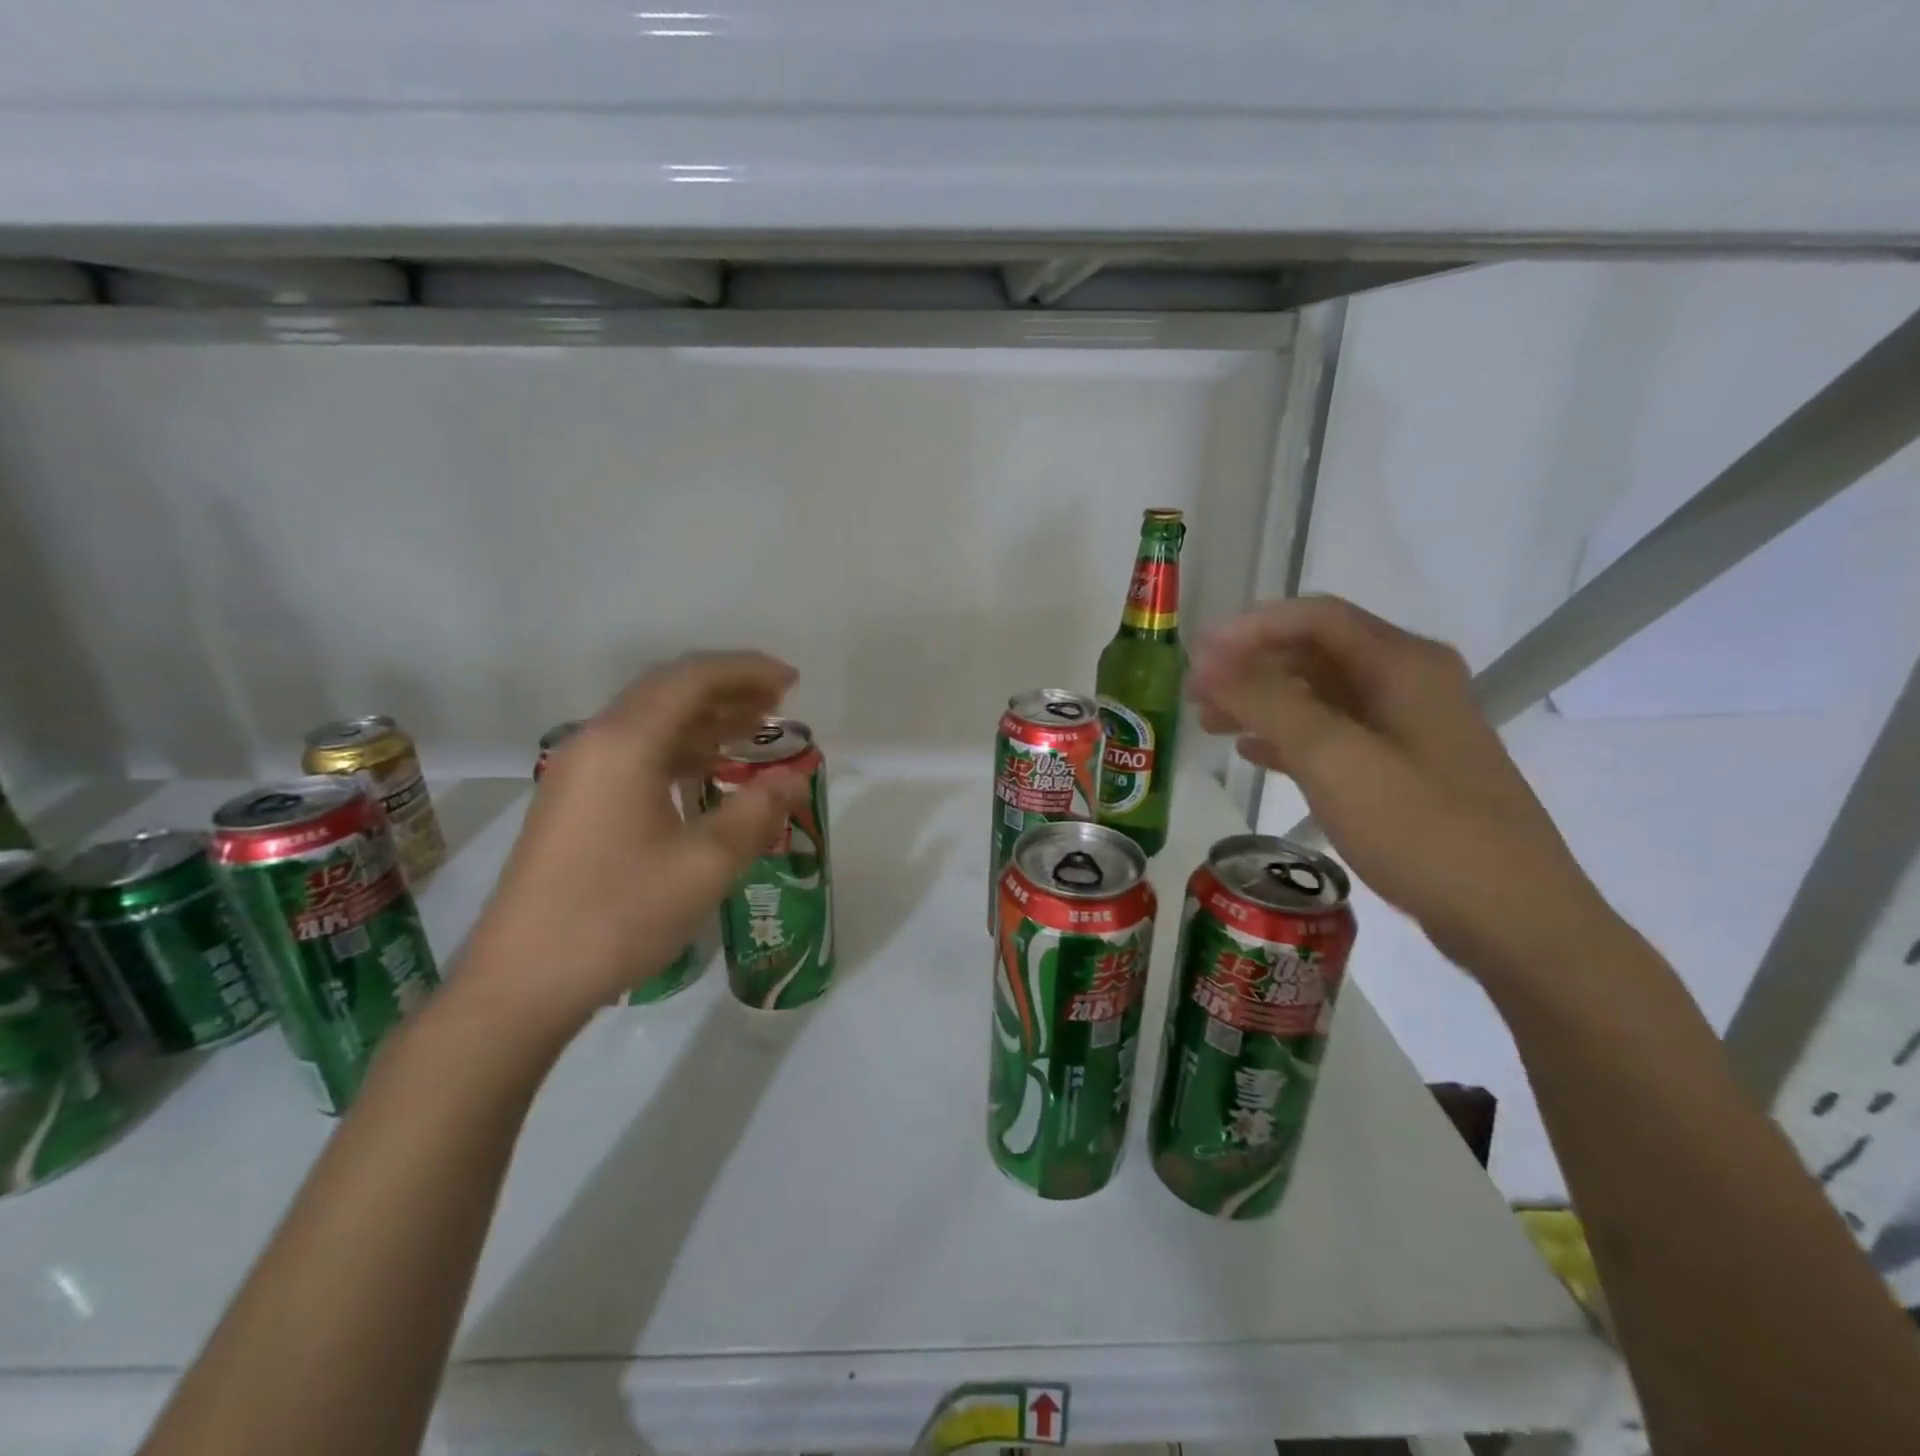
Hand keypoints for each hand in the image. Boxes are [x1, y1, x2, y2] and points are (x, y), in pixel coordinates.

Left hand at [459, 651, 803, 1031]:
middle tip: (779, 700)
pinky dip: (681, 749)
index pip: (692, 679)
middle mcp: (595, 743)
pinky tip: (708, 770)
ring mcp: (578, 773)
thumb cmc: (618, 915)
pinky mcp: (573, 803)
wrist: (521, 982)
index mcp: (624, 744)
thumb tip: (794, 779)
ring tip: (755, 728)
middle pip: (668, 691)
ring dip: (705, 718)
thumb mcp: (704, 865)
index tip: (793, 680)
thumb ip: (756, 813)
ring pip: (651, 722)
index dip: (747, 671)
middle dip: (728, 688)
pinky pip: (636, 753)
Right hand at [1189, 596, 1614, 979]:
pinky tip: (1252, 753)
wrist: (1512, 918)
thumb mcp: (1335, 758)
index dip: (1249, 628)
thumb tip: (1210, 661)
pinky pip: (1333, 736)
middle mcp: (1407, 683)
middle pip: (1315, 654)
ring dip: (1263, 702)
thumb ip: (1269, 702)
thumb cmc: (1421, 829)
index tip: (1196, 654)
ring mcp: (1408, 728)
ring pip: (1319, 696)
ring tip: (1209, 723)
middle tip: (1193, 694)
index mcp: (1402, 664)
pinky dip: (1288, 737)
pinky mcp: (1403, 769)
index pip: (1314, 618)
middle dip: (1250, 667)